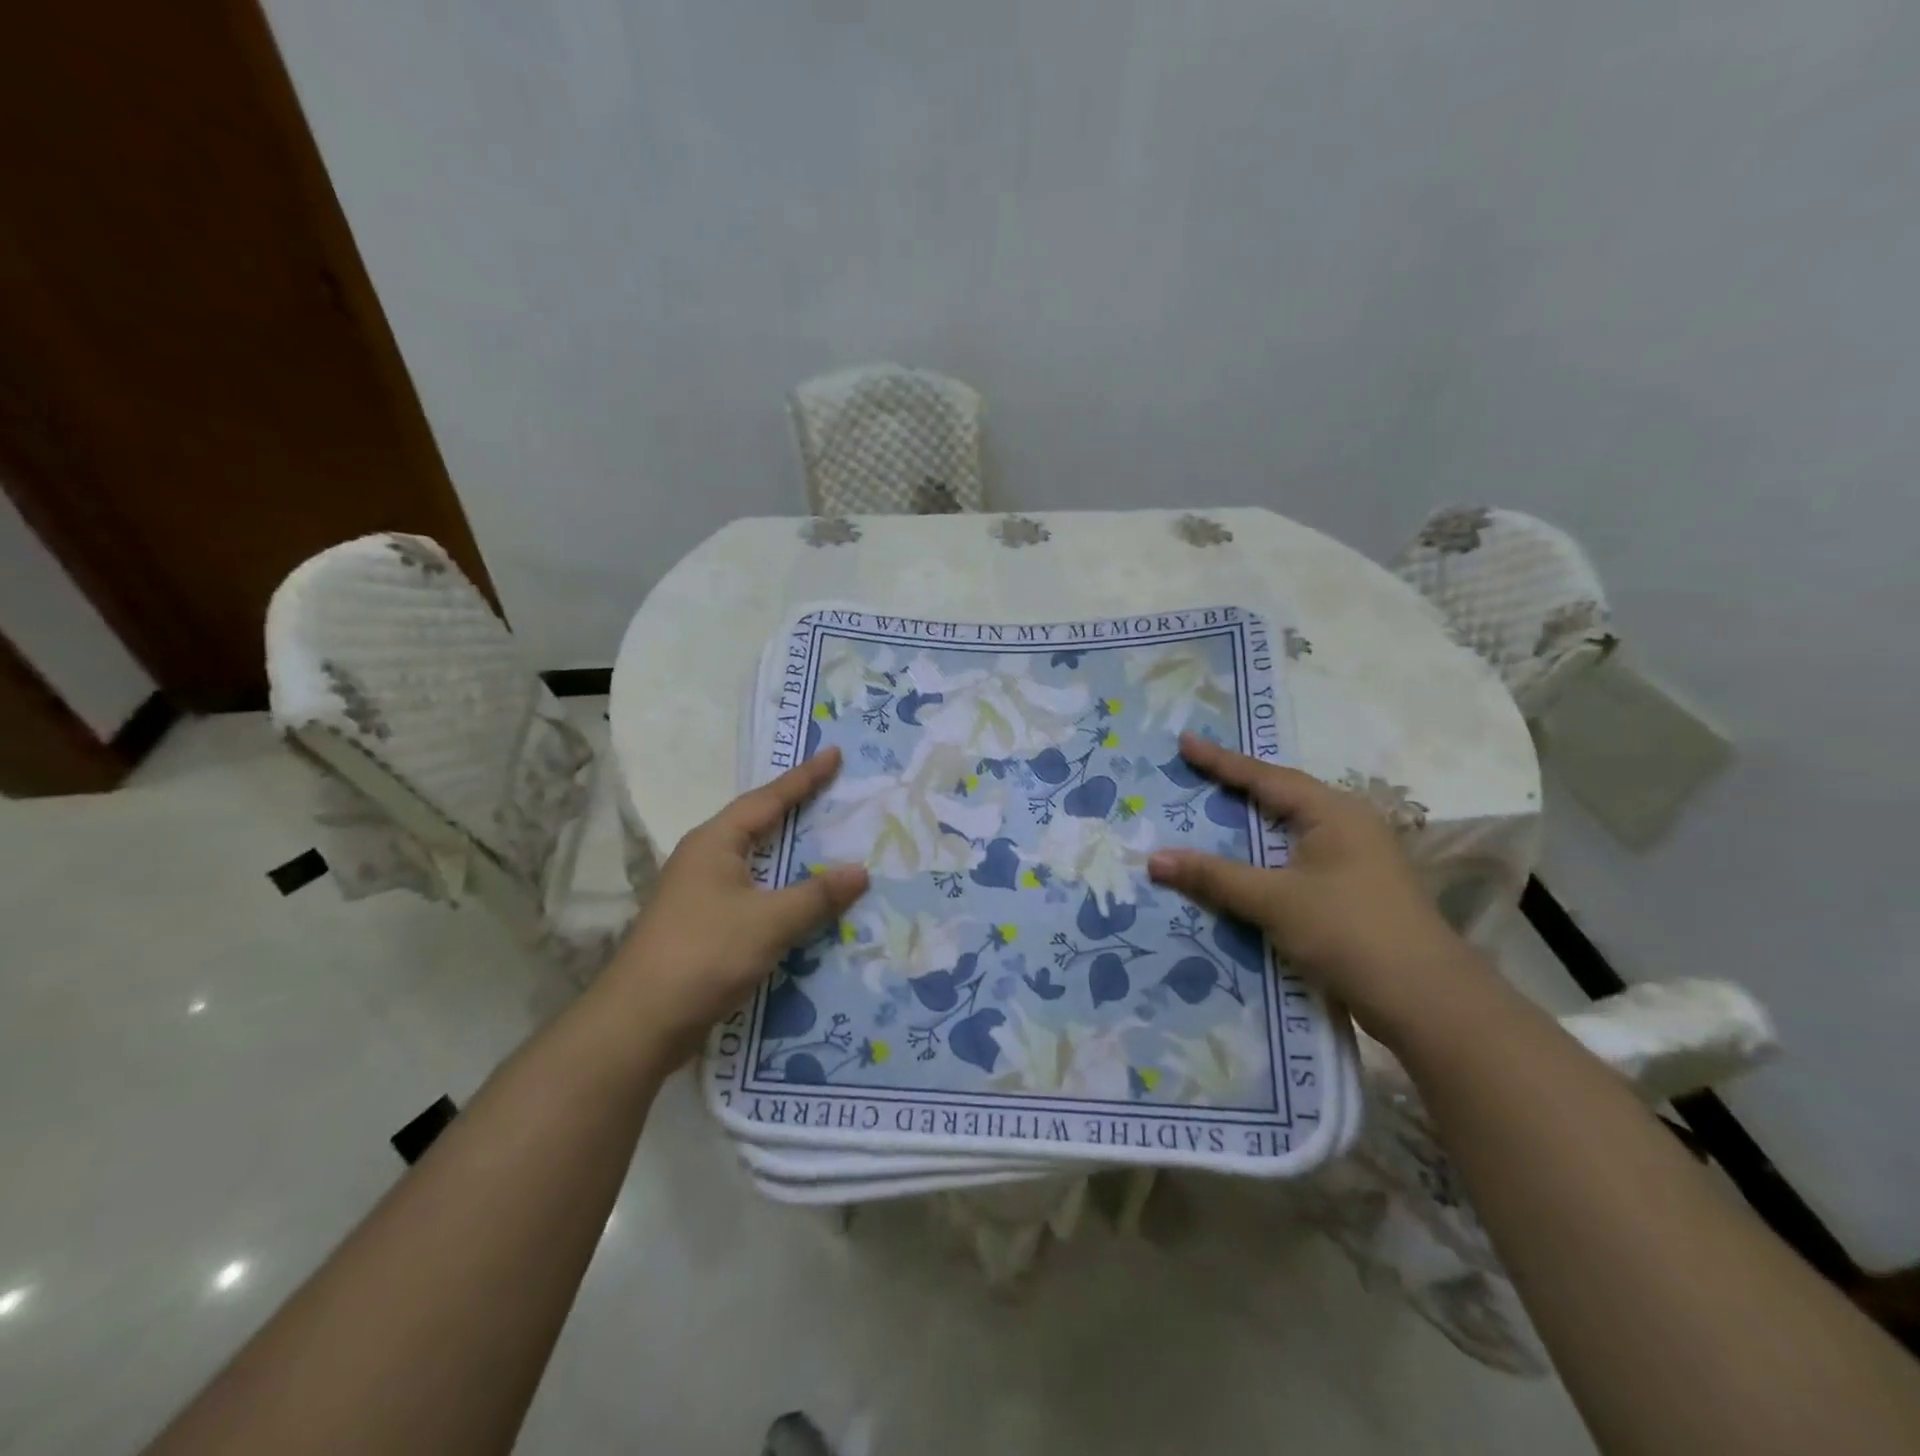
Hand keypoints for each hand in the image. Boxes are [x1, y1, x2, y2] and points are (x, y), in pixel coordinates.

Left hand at [604, 747, 868, 1062]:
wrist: (641, 1022)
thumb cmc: (704, 954)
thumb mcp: (769, 921)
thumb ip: (816, 895)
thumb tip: (861, 871)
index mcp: (715, 843)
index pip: (768, 799)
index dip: (805, 777)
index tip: (834, 754)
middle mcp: (705, 859)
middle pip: (760, 825)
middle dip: (797, 810)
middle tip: (837, 794)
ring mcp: (701, 894)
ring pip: (757, 863)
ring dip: (791, 856)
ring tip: (830, 844)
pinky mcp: (704, 926)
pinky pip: (754, 895)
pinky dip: (783, 892)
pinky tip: (806, 903)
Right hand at [1146, 732, 1488, 1040]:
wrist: (1427, 1001)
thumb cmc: (1348, 931)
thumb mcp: (1274, 900)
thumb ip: (1214, 877)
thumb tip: (1152, 860)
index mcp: (1333, 812)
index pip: (1264, 777)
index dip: (1220, 761)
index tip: (1184, 742)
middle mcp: (1348, 825)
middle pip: (1280, 798)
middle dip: (1236, 789)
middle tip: (1192, 777)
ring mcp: (1356, 859)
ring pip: (1289, 832)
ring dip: (1250, 829)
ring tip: (1209, 817)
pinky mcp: (1355, 891)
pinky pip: (1297, 860)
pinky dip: (1264, 860)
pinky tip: (1242, 870)